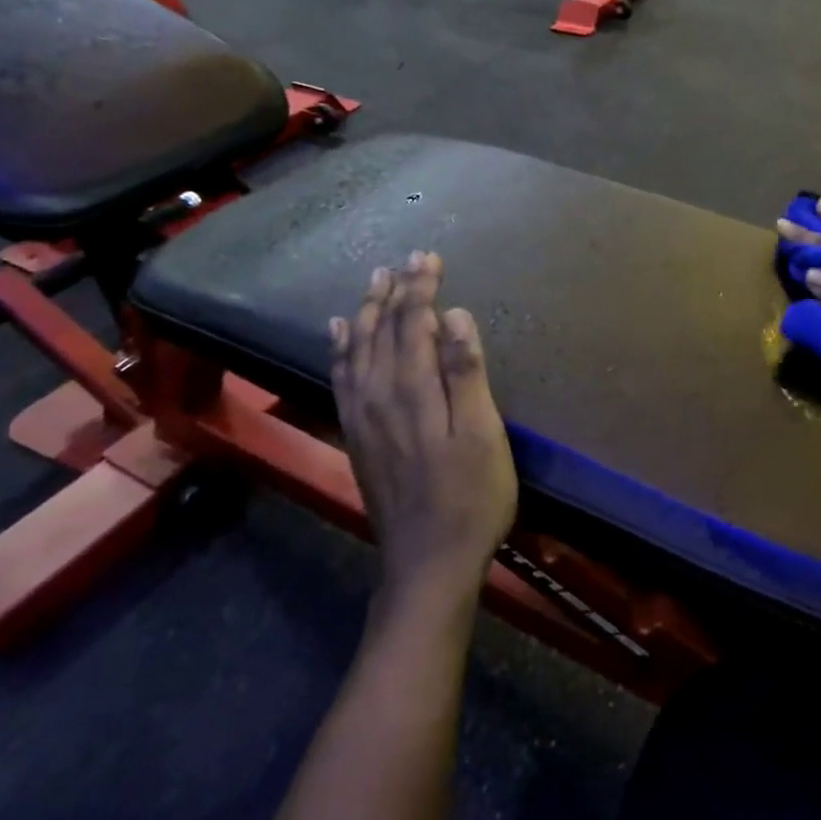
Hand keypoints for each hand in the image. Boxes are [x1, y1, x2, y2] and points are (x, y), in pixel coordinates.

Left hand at [330, 253, 516, 604]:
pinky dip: (340, 348)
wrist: (427, 562)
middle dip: (396, 290)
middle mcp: (378, 393)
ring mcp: (361, 415)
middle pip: (382, 328)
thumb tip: (453, 316)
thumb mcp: (482, 434)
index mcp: (412, 388)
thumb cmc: (471, 497)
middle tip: (408, 260)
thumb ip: (466, 373)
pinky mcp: (356, 434)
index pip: (412, 322)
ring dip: (366, 311)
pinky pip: (340, 377)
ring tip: (374, 281)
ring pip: (356, 348)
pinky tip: (338, 334)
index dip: (421, 287)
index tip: (430, 256)